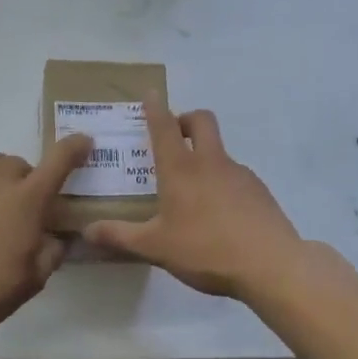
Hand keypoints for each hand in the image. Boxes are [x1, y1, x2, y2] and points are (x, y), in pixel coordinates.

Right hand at [83, 99, 301, 298]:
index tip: (150, 94)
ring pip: (220, 150)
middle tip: (174, 138)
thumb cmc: (205, 249)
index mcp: (180, 169)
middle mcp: (210, 162)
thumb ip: (120, 237)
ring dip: (205, 156)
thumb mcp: (155, 247)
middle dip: (186, 119)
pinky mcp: (259, 191)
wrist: (271, 264)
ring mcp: (239, 174)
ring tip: (192, 193)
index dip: (155, 108)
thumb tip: (87, 231)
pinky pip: (236, 176)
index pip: (164, 126)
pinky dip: (223, 183)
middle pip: (201, 120)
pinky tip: (219, 216)